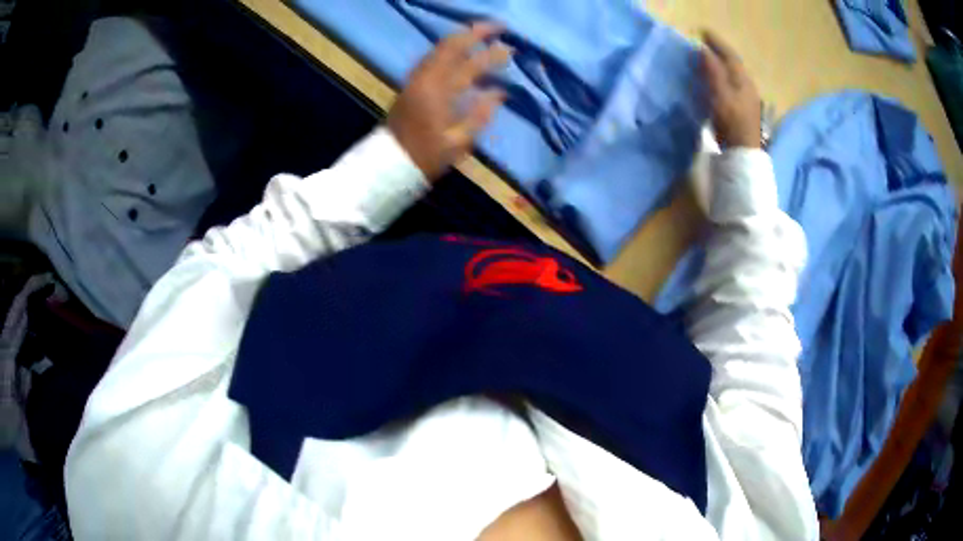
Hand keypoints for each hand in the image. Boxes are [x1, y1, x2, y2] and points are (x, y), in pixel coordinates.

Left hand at [387, 23, 509, 181]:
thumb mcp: (459, 143)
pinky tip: (459, 50)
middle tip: (498, 26)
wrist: (389, 162)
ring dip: (462, 37)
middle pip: (452, 45)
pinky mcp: (411, 82)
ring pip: (440, 47)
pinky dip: (449, 48)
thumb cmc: (426, 156)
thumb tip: (499, 92)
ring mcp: (417, 78)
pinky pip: (432, 56)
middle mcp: (427, 78)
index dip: (493, 54)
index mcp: (441, 92)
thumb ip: (480, 115)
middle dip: (476, 32)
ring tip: (482, 33)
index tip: (511, 48)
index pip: (472, 64)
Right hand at [701, 31, 760, 148]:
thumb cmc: (732, 122)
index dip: (717, 42)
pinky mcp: (743, 109)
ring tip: (707, 59)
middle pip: (733, 63)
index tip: (702, 32)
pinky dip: (721, 77)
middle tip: (704, 43)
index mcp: (743, 80)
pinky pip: (731, 85)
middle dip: (719, 52)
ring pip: (733, 75)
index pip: (730, 55)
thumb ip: (713, 71)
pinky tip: (715, 80)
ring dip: (721, 65)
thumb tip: (703, 49)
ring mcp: (747, 98)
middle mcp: (747, 86)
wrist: (743, 152)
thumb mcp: (720, 94)